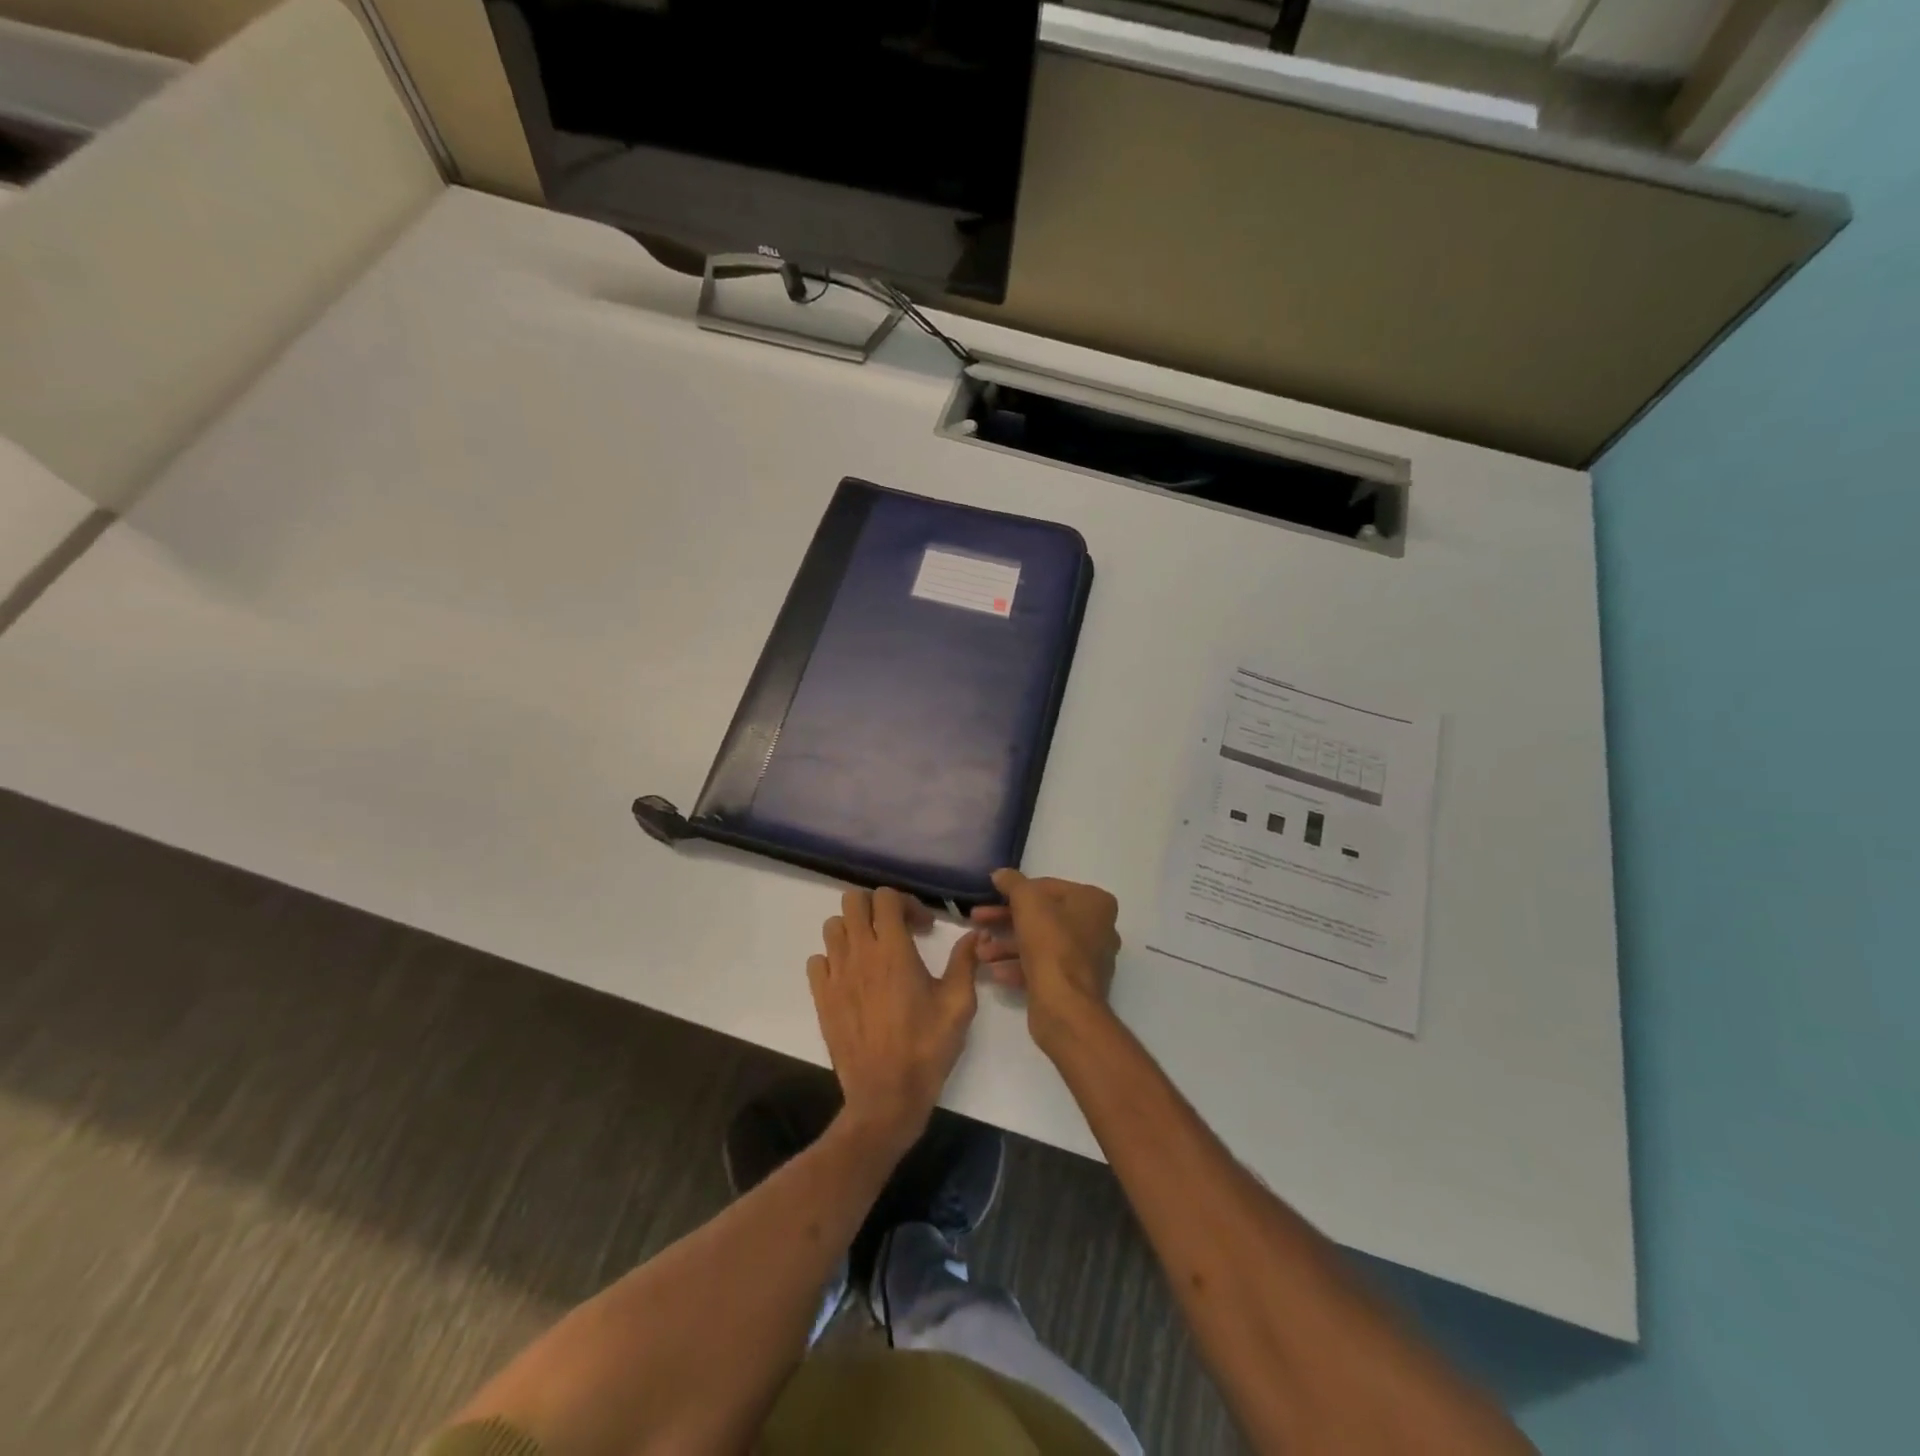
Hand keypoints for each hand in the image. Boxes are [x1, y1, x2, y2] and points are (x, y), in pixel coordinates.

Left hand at [808, 888, 979, 1155]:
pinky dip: (833, 958)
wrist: (886, 1095)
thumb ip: (965, 962)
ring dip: (854, 929)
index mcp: (893, 950)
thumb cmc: (926, 1048)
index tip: (923, 927)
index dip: (906, 903)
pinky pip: (817, 960)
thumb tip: (975, 934)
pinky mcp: (822, 997)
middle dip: (876, 906)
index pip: (886, 898)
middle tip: (896, 928)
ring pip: (833, 927)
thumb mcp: (959, 1004)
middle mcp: (860, 953)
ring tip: (874, 951)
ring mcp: (836, 975)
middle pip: (853, 901)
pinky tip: (852, 976)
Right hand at [971, 869, 1120, 1051]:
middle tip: (977, 920)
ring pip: (1041, 943)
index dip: (1016, 891)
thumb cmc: (1050, 944)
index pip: (1049, 887)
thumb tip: (1001, 874)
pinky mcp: (1075, 984)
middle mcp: (1098, 928)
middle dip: (1006, 919)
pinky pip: (1044, 967)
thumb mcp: (1027, 902)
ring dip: (1008, 945)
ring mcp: (1088, 958)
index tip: (991, 897)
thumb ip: (1013, 883)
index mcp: (1095, 902)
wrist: (1065, 1006)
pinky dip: (1019, 966)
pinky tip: (995, 971)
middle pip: (1043, 916)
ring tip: (981, 952)